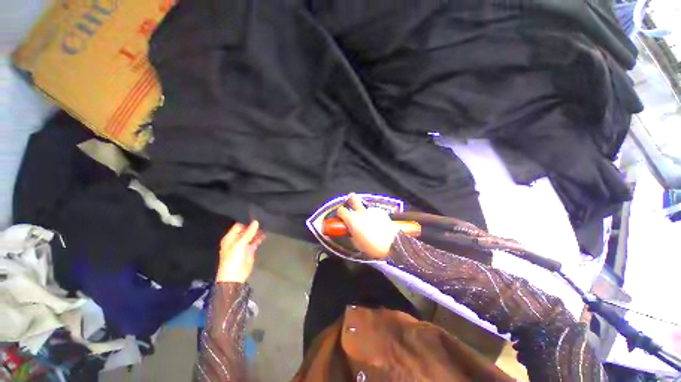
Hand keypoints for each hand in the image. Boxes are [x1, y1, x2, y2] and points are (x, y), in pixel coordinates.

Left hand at [216, 221, 265, 282]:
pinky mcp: (250, 249)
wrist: (235, 276)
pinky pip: (255, 241)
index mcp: (230, 237)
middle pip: (246, 230)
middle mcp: (237, 240)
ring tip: (266, 224)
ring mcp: (244, 245)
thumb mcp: (240, 244)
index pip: (239, 225)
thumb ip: (248, 233)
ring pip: (251, 235)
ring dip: (257, 231)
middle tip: (263, 218)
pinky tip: (265, 233)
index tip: (256, 215)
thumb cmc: (233, 259)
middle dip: (253, 226)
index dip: (246, 221)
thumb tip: (256, 221)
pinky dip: (260, 237)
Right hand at [336, 194, 398, 259]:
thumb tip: (350, 229)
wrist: (393, 244)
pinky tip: (378, 225)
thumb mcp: (356, 243)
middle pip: (353, 199)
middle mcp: (361, 212)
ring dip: (365, 213)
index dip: (340, 214)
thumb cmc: (372, 246)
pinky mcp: (381, 211)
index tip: (341, 218)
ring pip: (365, 208)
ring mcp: (372, 210)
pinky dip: (374, 217)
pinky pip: (374, 212)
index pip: (341, 210)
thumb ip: (351, 233)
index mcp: (352, 220)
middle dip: (351, 201)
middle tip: (352, 207)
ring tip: (370, 223)